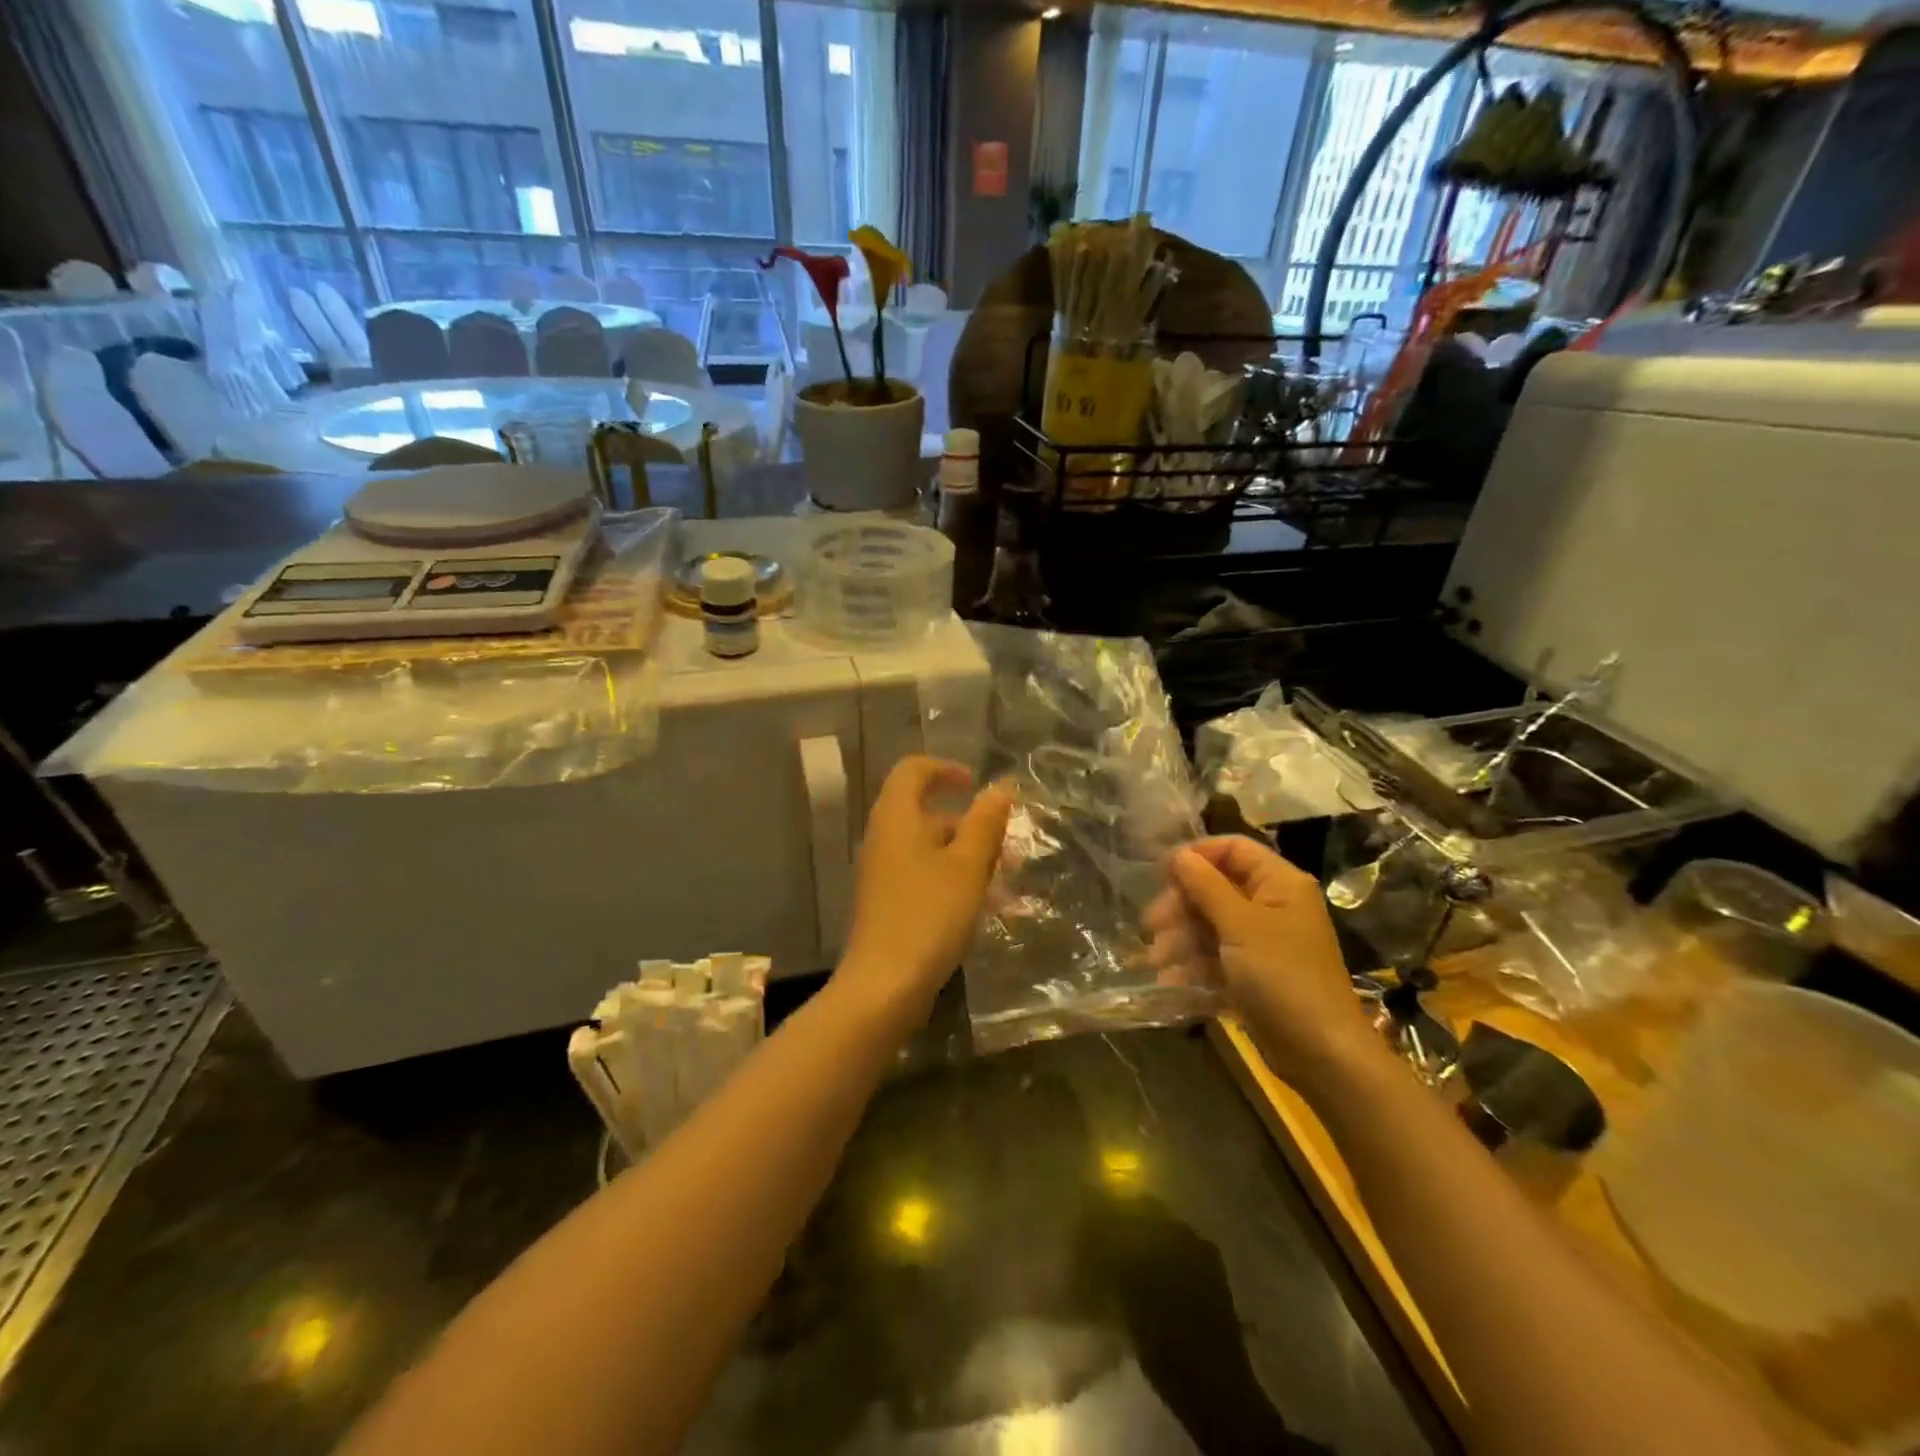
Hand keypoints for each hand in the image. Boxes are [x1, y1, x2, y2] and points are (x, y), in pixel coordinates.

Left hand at [836, 756, 1011, 1022]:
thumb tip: (1000, 787)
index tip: (977, 784)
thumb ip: (985, 823)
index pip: (913, 771)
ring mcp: (884, 874)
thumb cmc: (929, 915)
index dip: (945, 769)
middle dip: (972, 826)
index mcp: (897, 818)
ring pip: (932, 851)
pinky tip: (989, 911)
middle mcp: (885, 839)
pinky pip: (926, 879)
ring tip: (1009, 886)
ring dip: (971, 859)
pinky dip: (957, 884)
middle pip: (928, 814)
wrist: (884, 986)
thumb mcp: (968, 865)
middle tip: (1008, 847)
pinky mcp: (889, 904)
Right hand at [1144, 836, 1383, 1095]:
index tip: (1160, 874)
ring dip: (1181, 940)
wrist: (1322, 1054)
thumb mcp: (1240, 926)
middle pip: (1216, 888)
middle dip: (1181, 906)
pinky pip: (1217, 958)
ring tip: (1157, 961)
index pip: (1233, 848)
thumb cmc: (1283, 977)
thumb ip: (1206, 886)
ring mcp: (1263, 942)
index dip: (1196, 855)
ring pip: (1211, 925)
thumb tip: (1178, 854)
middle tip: (1152, 926)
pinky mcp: (1254, 975)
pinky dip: (1194, 966)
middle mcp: (1272, 906)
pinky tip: (1171, 982)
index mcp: (1279, 883)